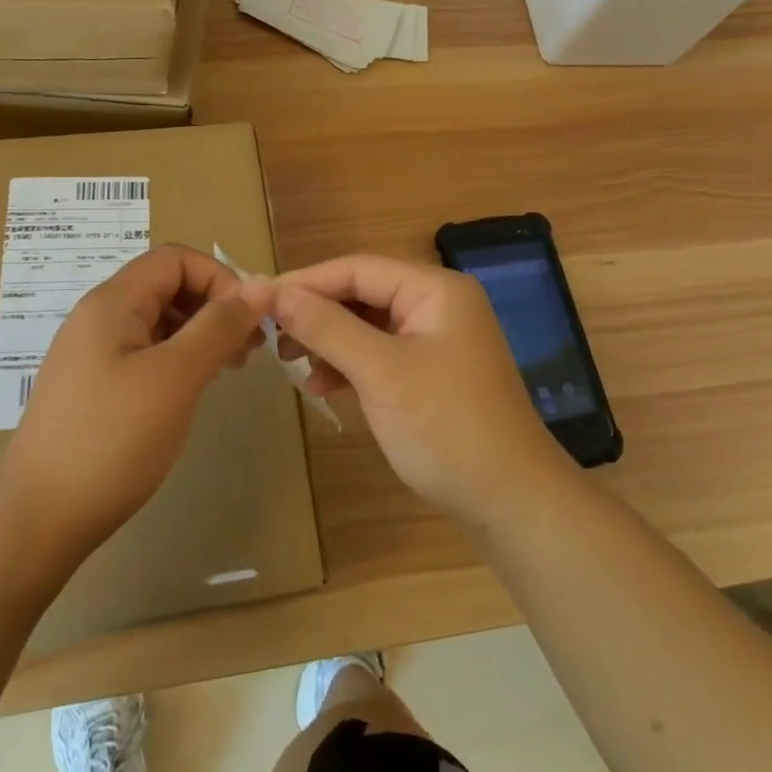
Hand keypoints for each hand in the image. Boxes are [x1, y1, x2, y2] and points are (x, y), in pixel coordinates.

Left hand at [0, 244, 270, 562]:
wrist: (39, 519)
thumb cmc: (113, 439)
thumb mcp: (176, 377)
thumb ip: (218, 326)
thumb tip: (260, 285)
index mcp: (113, 301)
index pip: (175, 258)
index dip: (219, 278)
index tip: (249, 322)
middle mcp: (99, 316)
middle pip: (166, 286)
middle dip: (213, 307)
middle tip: (248, 350)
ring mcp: (92, 353)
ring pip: (157, 321)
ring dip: (198, 334)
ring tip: (227, 371)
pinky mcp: (92, 386)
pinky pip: (143, 352)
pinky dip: (176, 359)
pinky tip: (191, 390)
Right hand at [273, 254, 570, 524]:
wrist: (511, 502)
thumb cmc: (446, 426)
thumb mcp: (380, 372)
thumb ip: (327, 327)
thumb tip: (276, 293)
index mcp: (434, 289)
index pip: (357, 269)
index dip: (306, 282)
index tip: (259, 300)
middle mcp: (437, 303)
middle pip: (361, 293)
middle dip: (316, 313)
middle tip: (270, 335)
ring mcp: (436, 338)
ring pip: (366, 324)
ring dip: (328, 340)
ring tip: (289, 361)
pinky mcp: (431, 371)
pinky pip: (379, 352)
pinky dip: (349, 365)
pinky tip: (321, 385)